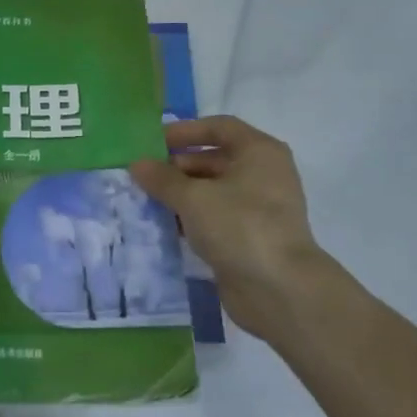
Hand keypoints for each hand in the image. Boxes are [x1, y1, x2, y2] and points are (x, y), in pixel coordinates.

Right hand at [131, 116, 326, 343]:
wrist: (279, 289)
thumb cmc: (239, 226)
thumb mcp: (193, 197)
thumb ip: (162, 178)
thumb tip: (137, 164)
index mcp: (258, 152)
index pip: (219, 127)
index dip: (184, 131)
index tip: (152, 143)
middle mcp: (262, 174)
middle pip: (213, 159)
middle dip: (176, 166)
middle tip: (141, 176)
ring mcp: (258, 207)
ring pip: (212, 190)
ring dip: (180, 194)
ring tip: (145, 200)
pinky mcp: (249, 236)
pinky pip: (215, 217)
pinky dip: (190, 217)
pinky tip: (164, 225)